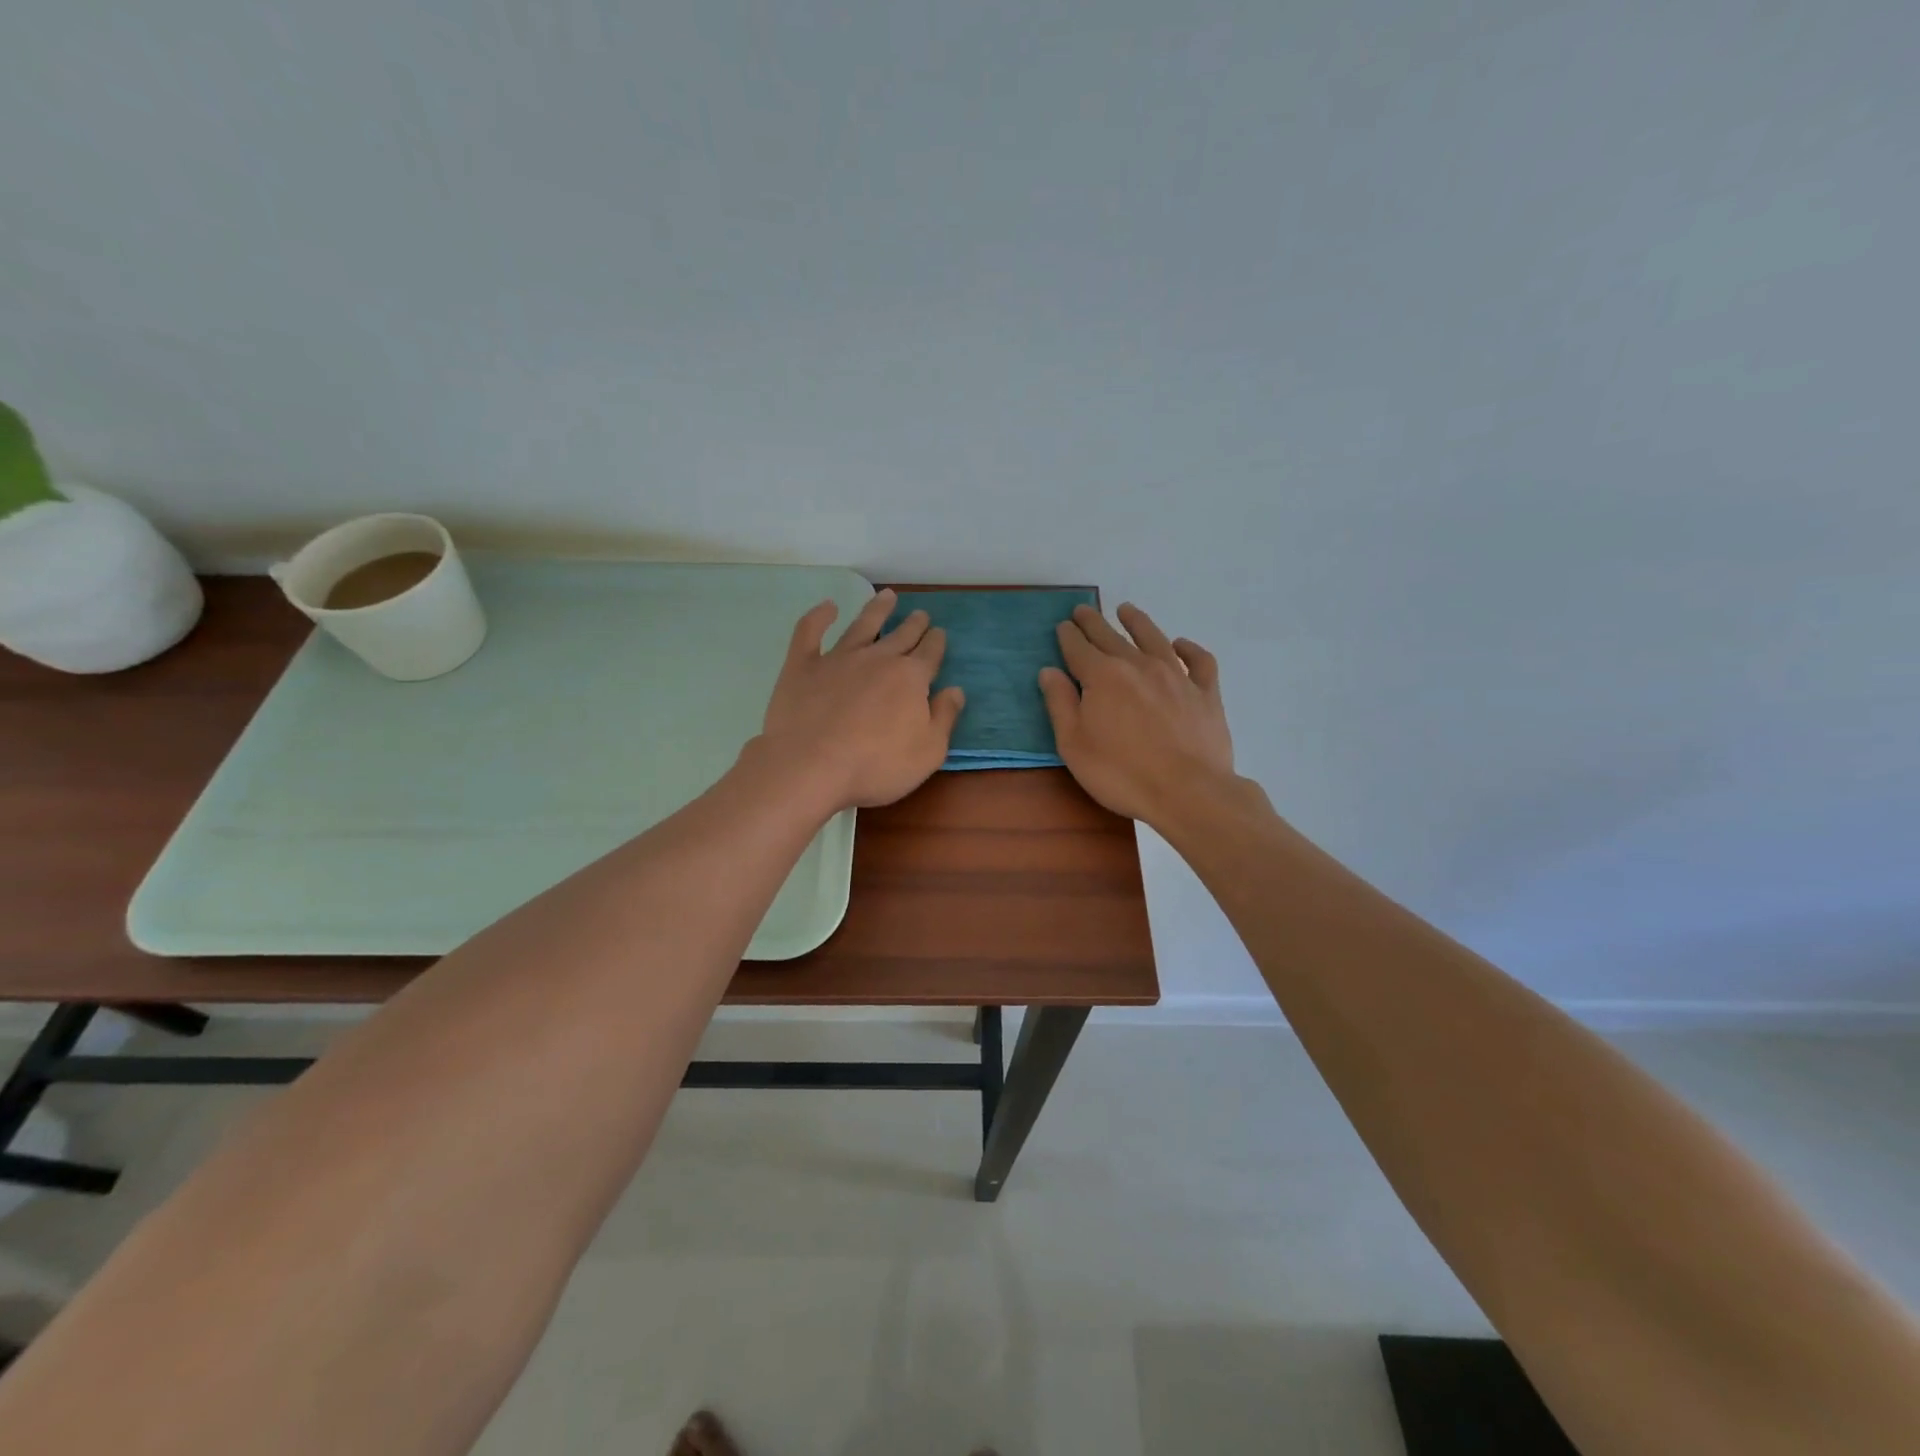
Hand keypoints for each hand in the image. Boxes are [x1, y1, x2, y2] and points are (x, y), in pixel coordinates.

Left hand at [758, 589, 965, 810]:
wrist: (810, 766)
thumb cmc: (876, 766)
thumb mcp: (928, 752)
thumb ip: (944, 718)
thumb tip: (956, 690)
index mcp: (910, 677)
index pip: (930, 653)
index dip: (937, 642)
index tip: (940, 634)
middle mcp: (877, 658)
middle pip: (901, 635)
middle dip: (914, 624)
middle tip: (921, 614)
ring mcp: (838, 658)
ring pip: (863, 625)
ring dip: (877, 609)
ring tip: (887, 596)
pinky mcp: (803, 665)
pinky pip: (810, 632)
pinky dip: (819, 616)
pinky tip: (826, 607)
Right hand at [1039, 602, 1234, 826]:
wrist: (1189, 791)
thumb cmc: (1121, 773)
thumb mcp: (1074, 745)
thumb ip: (1060, 704)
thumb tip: (1049, 671)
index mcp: (1103, 677)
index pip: (1079, 649)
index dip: (1068, 636)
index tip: (1063, 626)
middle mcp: (1138, 666)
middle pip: (1111, 637)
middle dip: (1094, 623)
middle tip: (1083, 610)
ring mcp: (1176, 676)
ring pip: (1154, 638)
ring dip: (1137, 622)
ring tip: (1126, 610)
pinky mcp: (1205, 693)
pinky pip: (1199, 661)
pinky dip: (1189, 649)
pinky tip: (1181, 646)